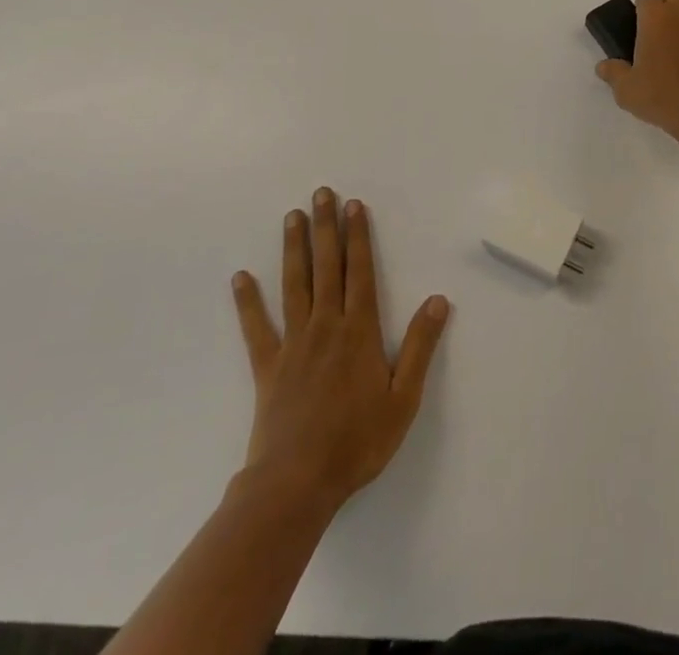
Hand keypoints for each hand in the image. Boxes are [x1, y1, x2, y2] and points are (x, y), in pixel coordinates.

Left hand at [230, 189, 449, 513]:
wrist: (296, 485)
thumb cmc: (357, 442)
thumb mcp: (403, 398)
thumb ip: (421, 346)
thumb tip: (437, 300)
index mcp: (359, 331)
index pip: (361, 271)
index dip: (359, 236)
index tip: (354, 205)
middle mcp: (326, 326)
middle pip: (327, 267)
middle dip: (326, 228)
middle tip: (321, 193)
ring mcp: (294, 343)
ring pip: (294, 285)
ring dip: (294, 249)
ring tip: (292, 216)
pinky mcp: (268, 367)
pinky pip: (256, 328)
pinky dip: (247, 302)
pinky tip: (240, 278)